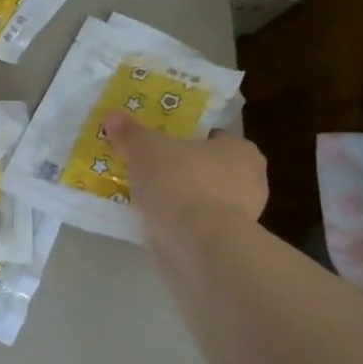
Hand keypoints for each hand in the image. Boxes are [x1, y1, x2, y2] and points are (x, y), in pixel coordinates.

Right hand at [105, 115, 268, 229]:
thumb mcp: (146, 149)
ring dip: (178, 199)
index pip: (214, 137)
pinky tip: (152, 222)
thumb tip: (113, 117)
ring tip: (143, 198)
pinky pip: (195, 225)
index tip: (160, 144)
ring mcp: (240, 217)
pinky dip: (177, 223)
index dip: (187, 138)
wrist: (198, 247)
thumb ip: (130, 133)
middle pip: (207, 168)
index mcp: (240, 150)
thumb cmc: (180, 183)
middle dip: (181, 170)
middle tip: (148, 169)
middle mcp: (249, 181)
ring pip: (201, 199)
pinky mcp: (224, 245)